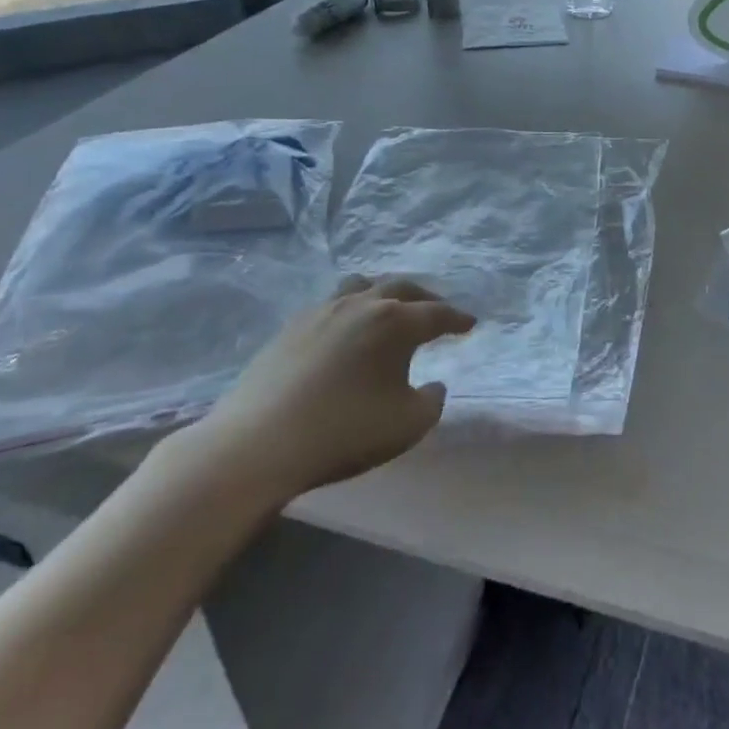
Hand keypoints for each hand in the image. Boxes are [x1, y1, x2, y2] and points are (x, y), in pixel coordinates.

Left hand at [175, 275, 473, 507]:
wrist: (258, 442)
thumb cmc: (344, 431)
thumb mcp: (407, 425)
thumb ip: (432, 401)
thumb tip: (433, 384)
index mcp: (396, 322)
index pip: (438, 314)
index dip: (458, 319)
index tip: (470, 323)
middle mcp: (364, 305)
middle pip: (403, 288)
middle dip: (425, 298)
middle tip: (436, 311)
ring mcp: (323, 311)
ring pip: (362, 285)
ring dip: (384, 292)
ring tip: (389, 307)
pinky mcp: (292, 326)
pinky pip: (332, 303)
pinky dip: (351, 308)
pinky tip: (346, 330)